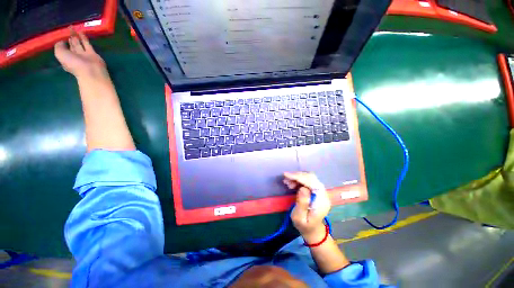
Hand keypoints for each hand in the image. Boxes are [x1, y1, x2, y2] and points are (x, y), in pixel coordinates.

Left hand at [54, 27, 106, 79]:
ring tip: (74, 28)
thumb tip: (62, 41)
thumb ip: (59, 46)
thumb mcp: (60, 54)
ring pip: (79, 43)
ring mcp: (84, 55)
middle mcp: (75, 56)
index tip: (61, 35)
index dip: (62, 42)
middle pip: (71, 45)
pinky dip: (84, 38)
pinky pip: (87, 44)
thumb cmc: (73, 64)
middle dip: (70, 38)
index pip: (63, 49)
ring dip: (76, 36)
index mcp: (66, 59)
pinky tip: (81, 31)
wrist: (91, 71)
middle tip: (68, 30)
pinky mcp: (93, 53)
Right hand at [283, 172, 330, 241]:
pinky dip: (298, 180)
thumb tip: (302, 188)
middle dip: (297, 176)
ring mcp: (320, 192)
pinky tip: (291, 184)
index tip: (287, 175)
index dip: (299, 177)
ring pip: (309, 178)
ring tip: (287, 182)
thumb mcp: (300, 218)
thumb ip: (302, 203)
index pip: (312, 183)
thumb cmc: (305, 226)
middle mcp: (323, 194)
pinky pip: (308, 181)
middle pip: (311, 178)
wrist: (313, 231)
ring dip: (297, 177)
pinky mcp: (316, 191)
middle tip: (286, 179)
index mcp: (321, 201)